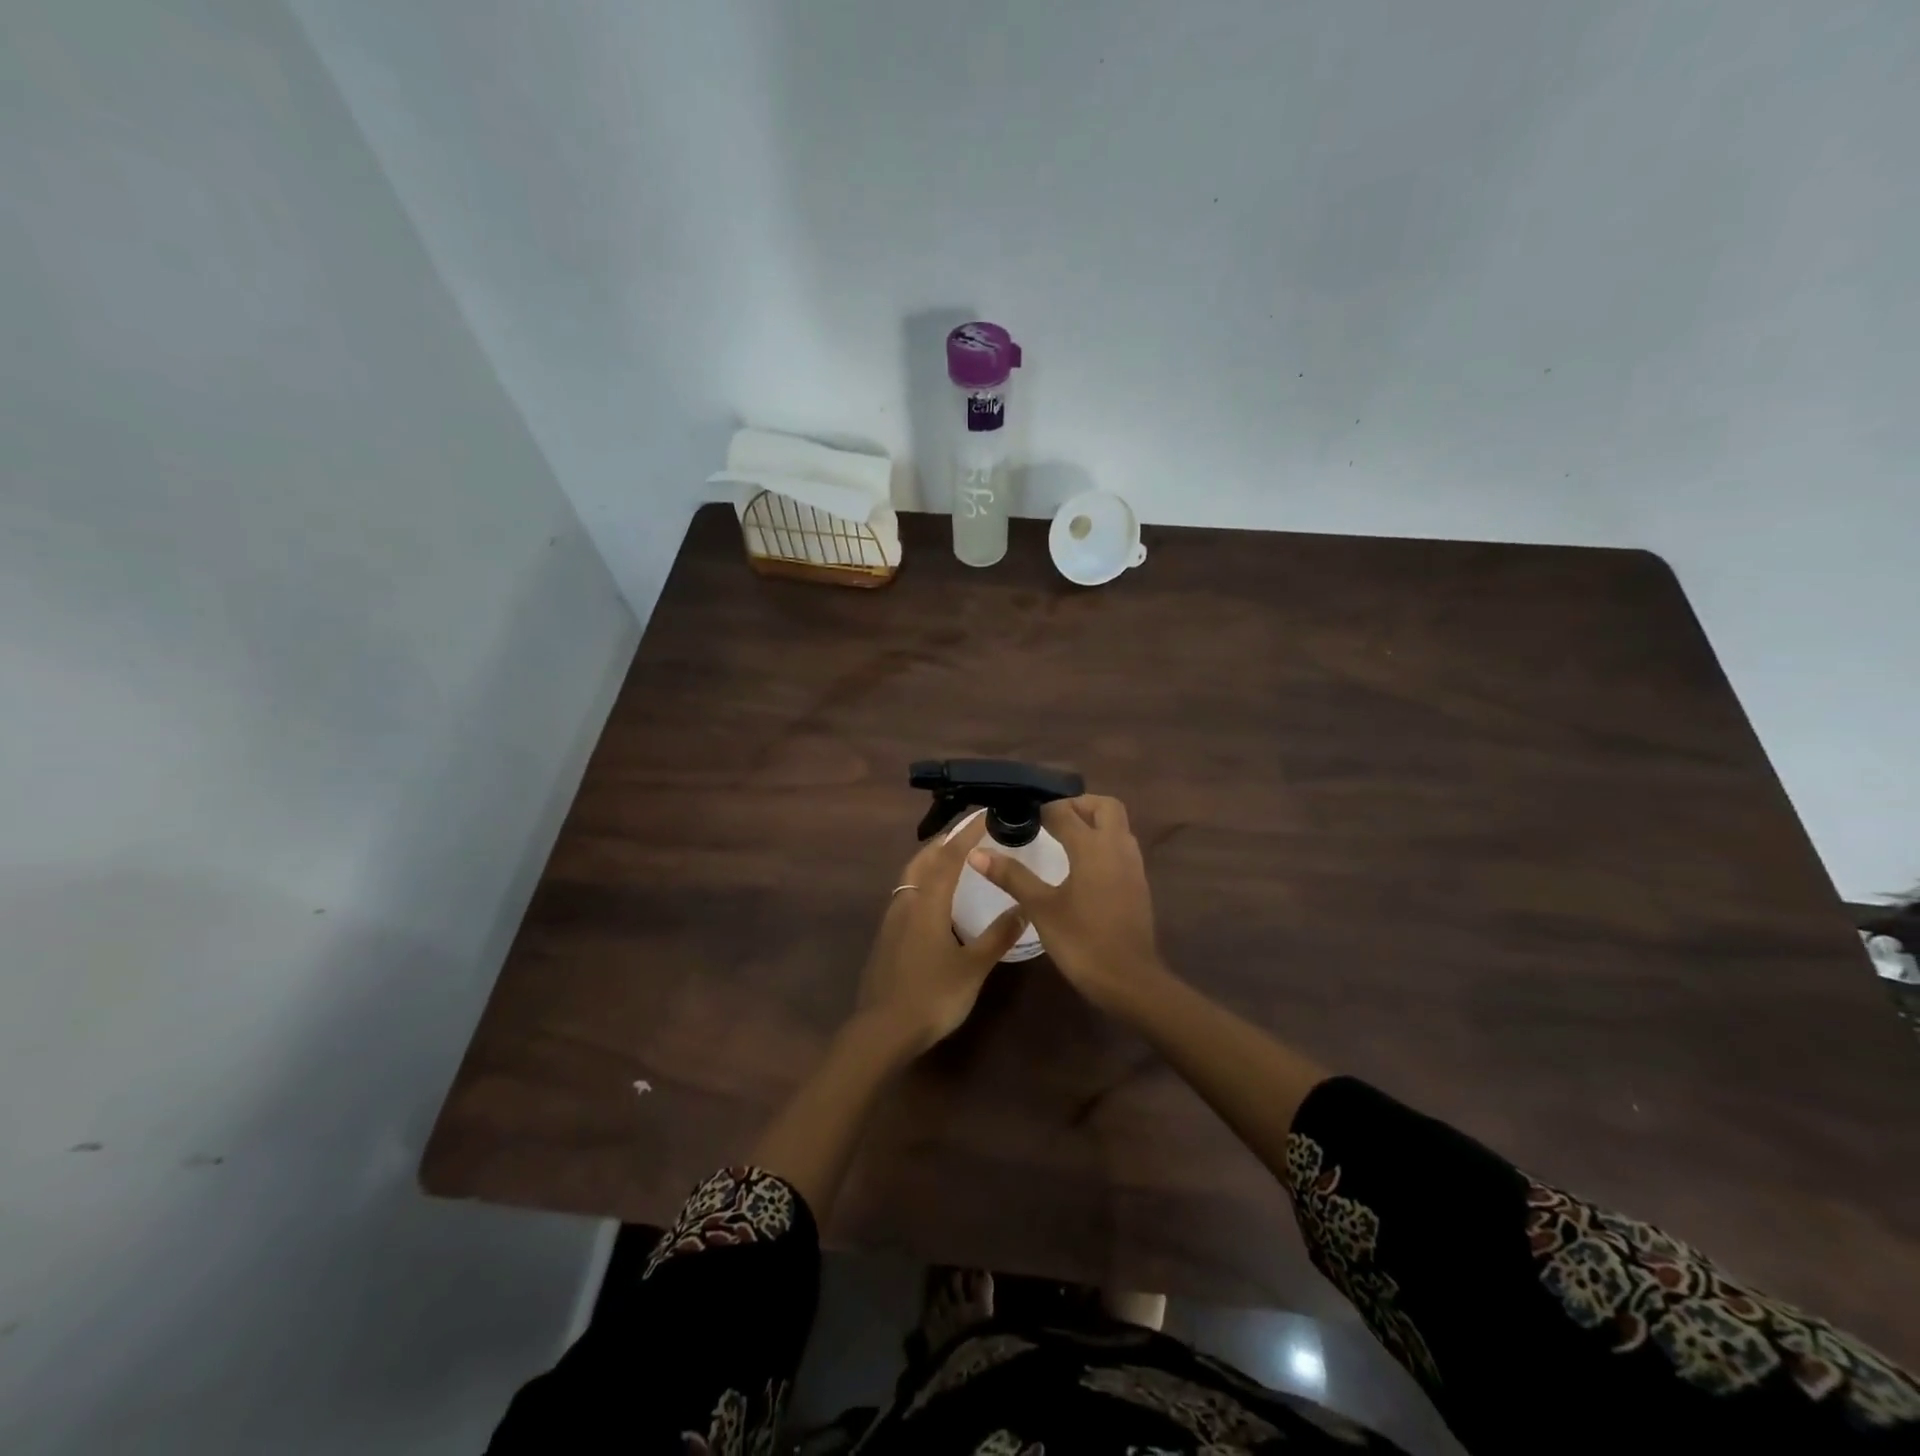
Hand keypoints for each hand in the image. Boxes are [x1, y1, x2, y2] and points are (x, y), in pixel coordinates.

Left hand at [856, 816, 1027, 1053]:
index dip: (967, 834)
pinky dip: (922, 882)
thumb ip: (997, 936)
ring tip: (951, 857)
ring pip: (910, 877)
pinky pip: (905, 895)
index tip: (983, 816)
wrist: (883, 1030)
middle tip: (965, 831)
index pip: (949, 858)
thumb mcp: (973, 968)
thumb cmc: (933, 996)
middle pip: (922, 860)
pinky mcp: (885, 937)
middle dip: (943, 841)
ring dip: (930, 860)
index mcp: (928, 904)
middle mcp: (906, 903)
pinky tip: (933, 898)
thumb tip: (1022, 908)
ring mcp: (892, 920)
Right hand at [966, 795, 1163, 1012]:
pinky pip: (1121, 847)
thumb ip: (1011, 876)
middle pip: (1104, 807)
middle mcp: (1117, 847)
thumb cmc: (1081, 941)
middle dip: (1078, 804)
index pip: (1064, 811)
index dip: (1041, 808)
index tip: (1020, 811)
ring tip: (1062, 837)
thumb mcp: (1040, 907)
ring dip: (1093, 822)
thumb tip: (976, 853)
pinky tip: (1082, 865)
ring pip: (1117, 826)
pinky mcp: (1138, 884)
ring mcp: (1132, 865)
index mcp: (1092, 847)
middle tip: (1050, 817)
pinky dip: (1103, 843)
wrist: (1129, 980)